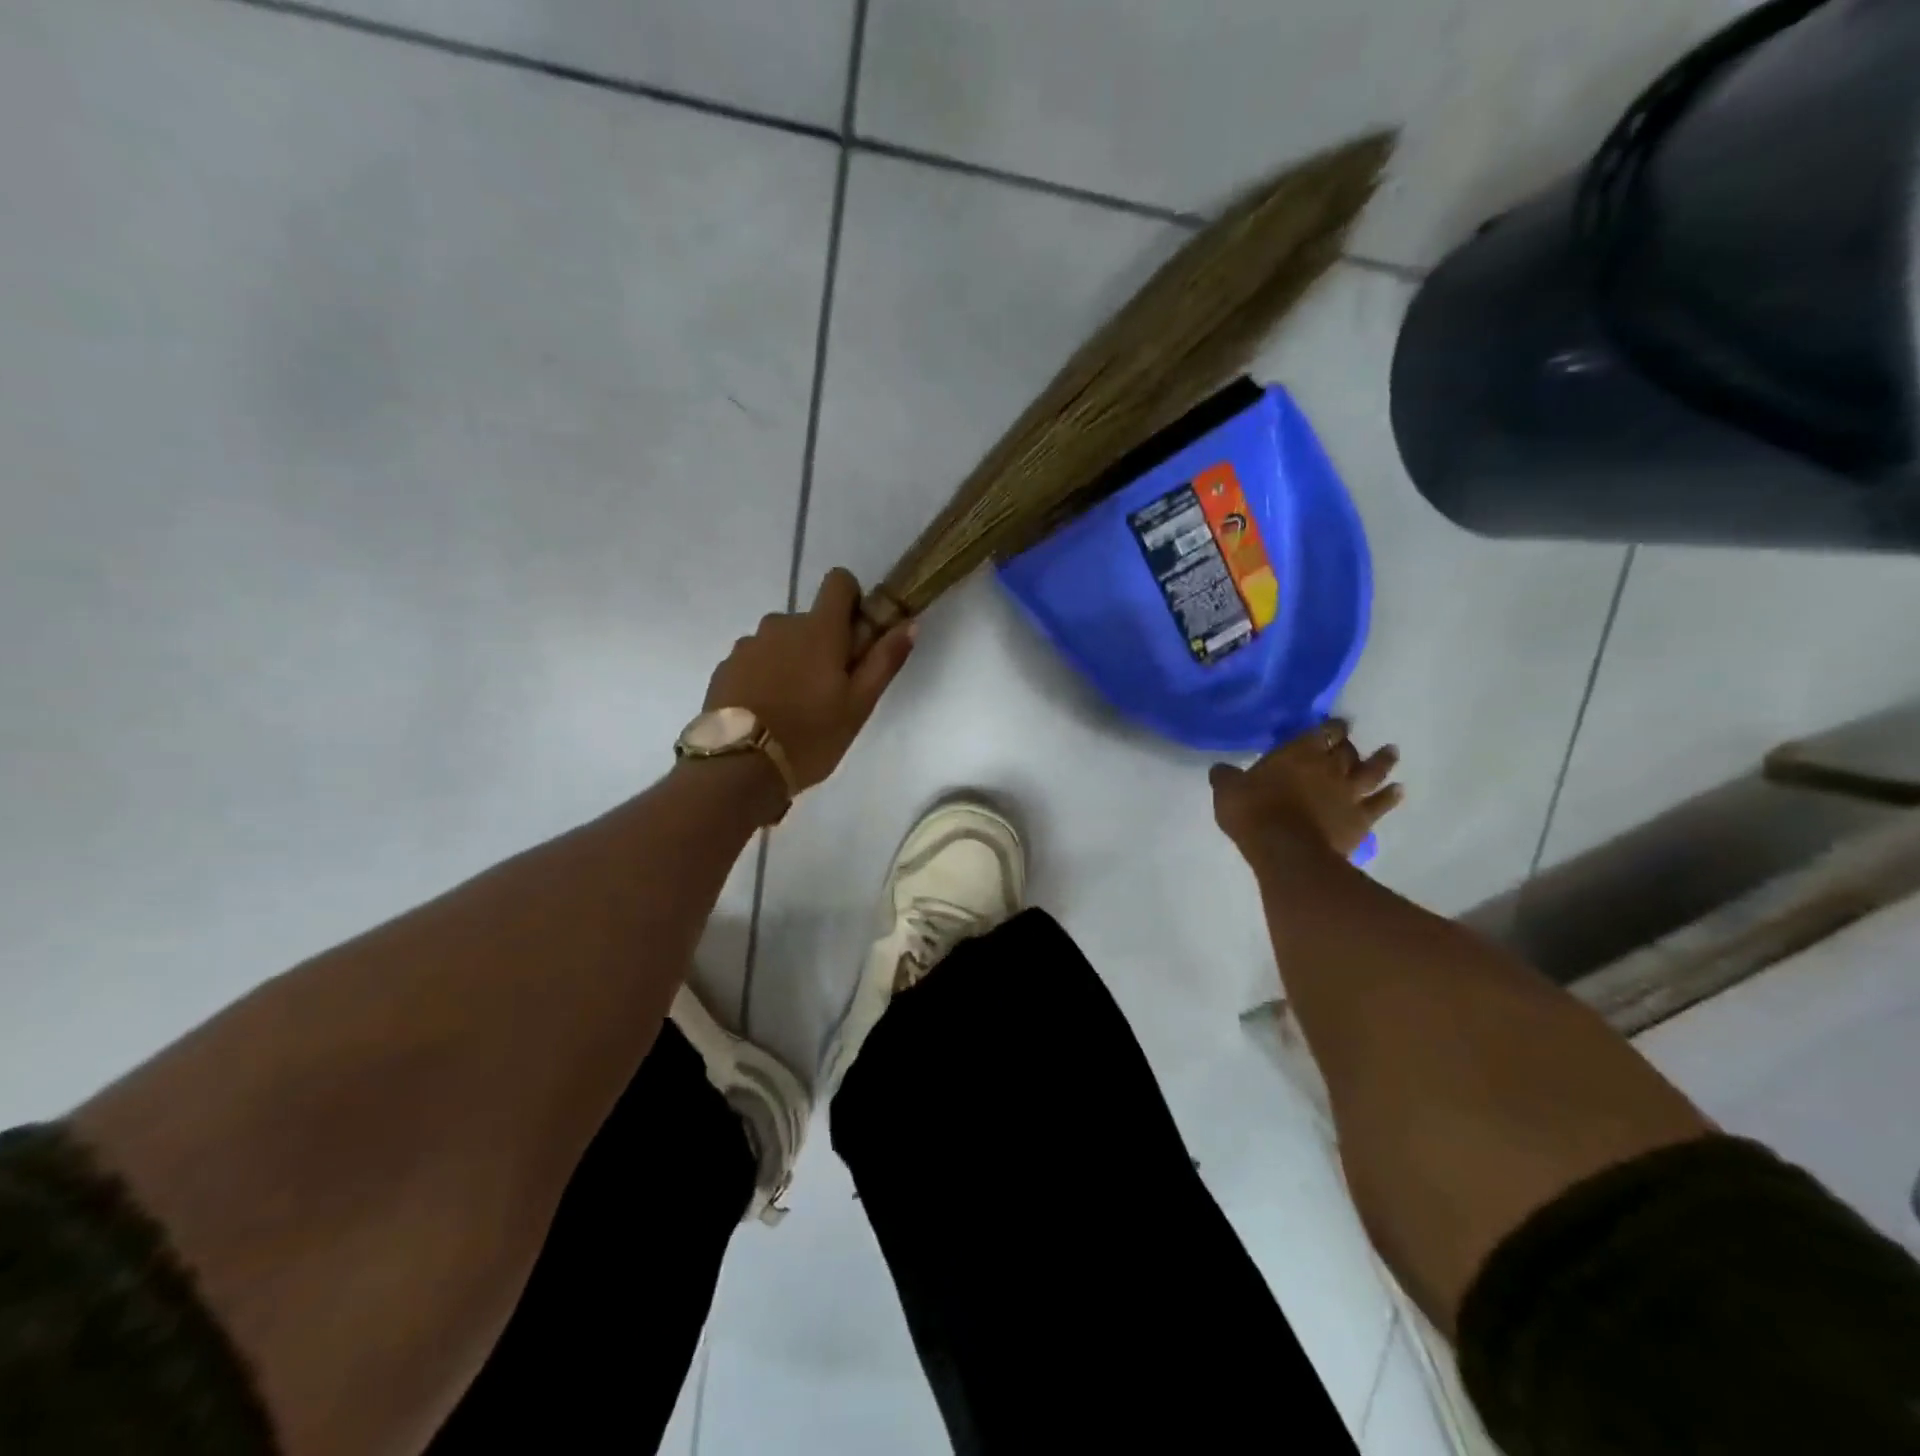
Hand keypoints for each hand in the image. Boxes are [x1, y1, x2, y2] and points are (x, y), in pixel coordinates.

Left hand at [702, 568, 916, 791]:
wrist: (740, 767)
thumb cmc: (810, 735)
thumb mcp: (859, 705)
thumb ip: (884, 660)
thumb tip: (909, 623)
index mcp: (818, 630)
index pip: (838, 581)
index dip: (852, 600)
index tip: (855, 636)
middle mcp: (780, 625)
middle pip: (809, 620)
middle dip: (821, 643)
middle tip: (828, 689)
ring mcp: (748, 645)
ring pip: (780, 641)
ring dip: (791, 660)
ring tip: (793, 706)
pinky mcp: (725, 667)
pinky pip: (754, 660)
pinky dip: (765, 676)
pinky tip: (767, 713)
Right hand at [1211, 720, 1402, 860]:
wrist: (1287, 851)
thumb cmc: (1254, 813)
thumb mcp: (1228, 791)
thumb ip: (1227, 777)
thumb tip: (1221, 769)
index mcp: (1299, 752)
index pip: (1321, 732)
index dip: (1329, 727)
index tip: (1333, 725)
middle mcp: (1329, 767)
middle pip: (1347, 750)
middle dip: (1349, 743)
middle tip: (1351, 740)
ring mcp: (1349, 793)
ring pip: (1372, 771)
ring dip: (1383, 761)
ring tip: (1391, 752)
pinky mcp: (1360, 819)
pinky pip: (1380, 804)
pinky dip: (1391, 796)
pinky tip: (1398, 791)